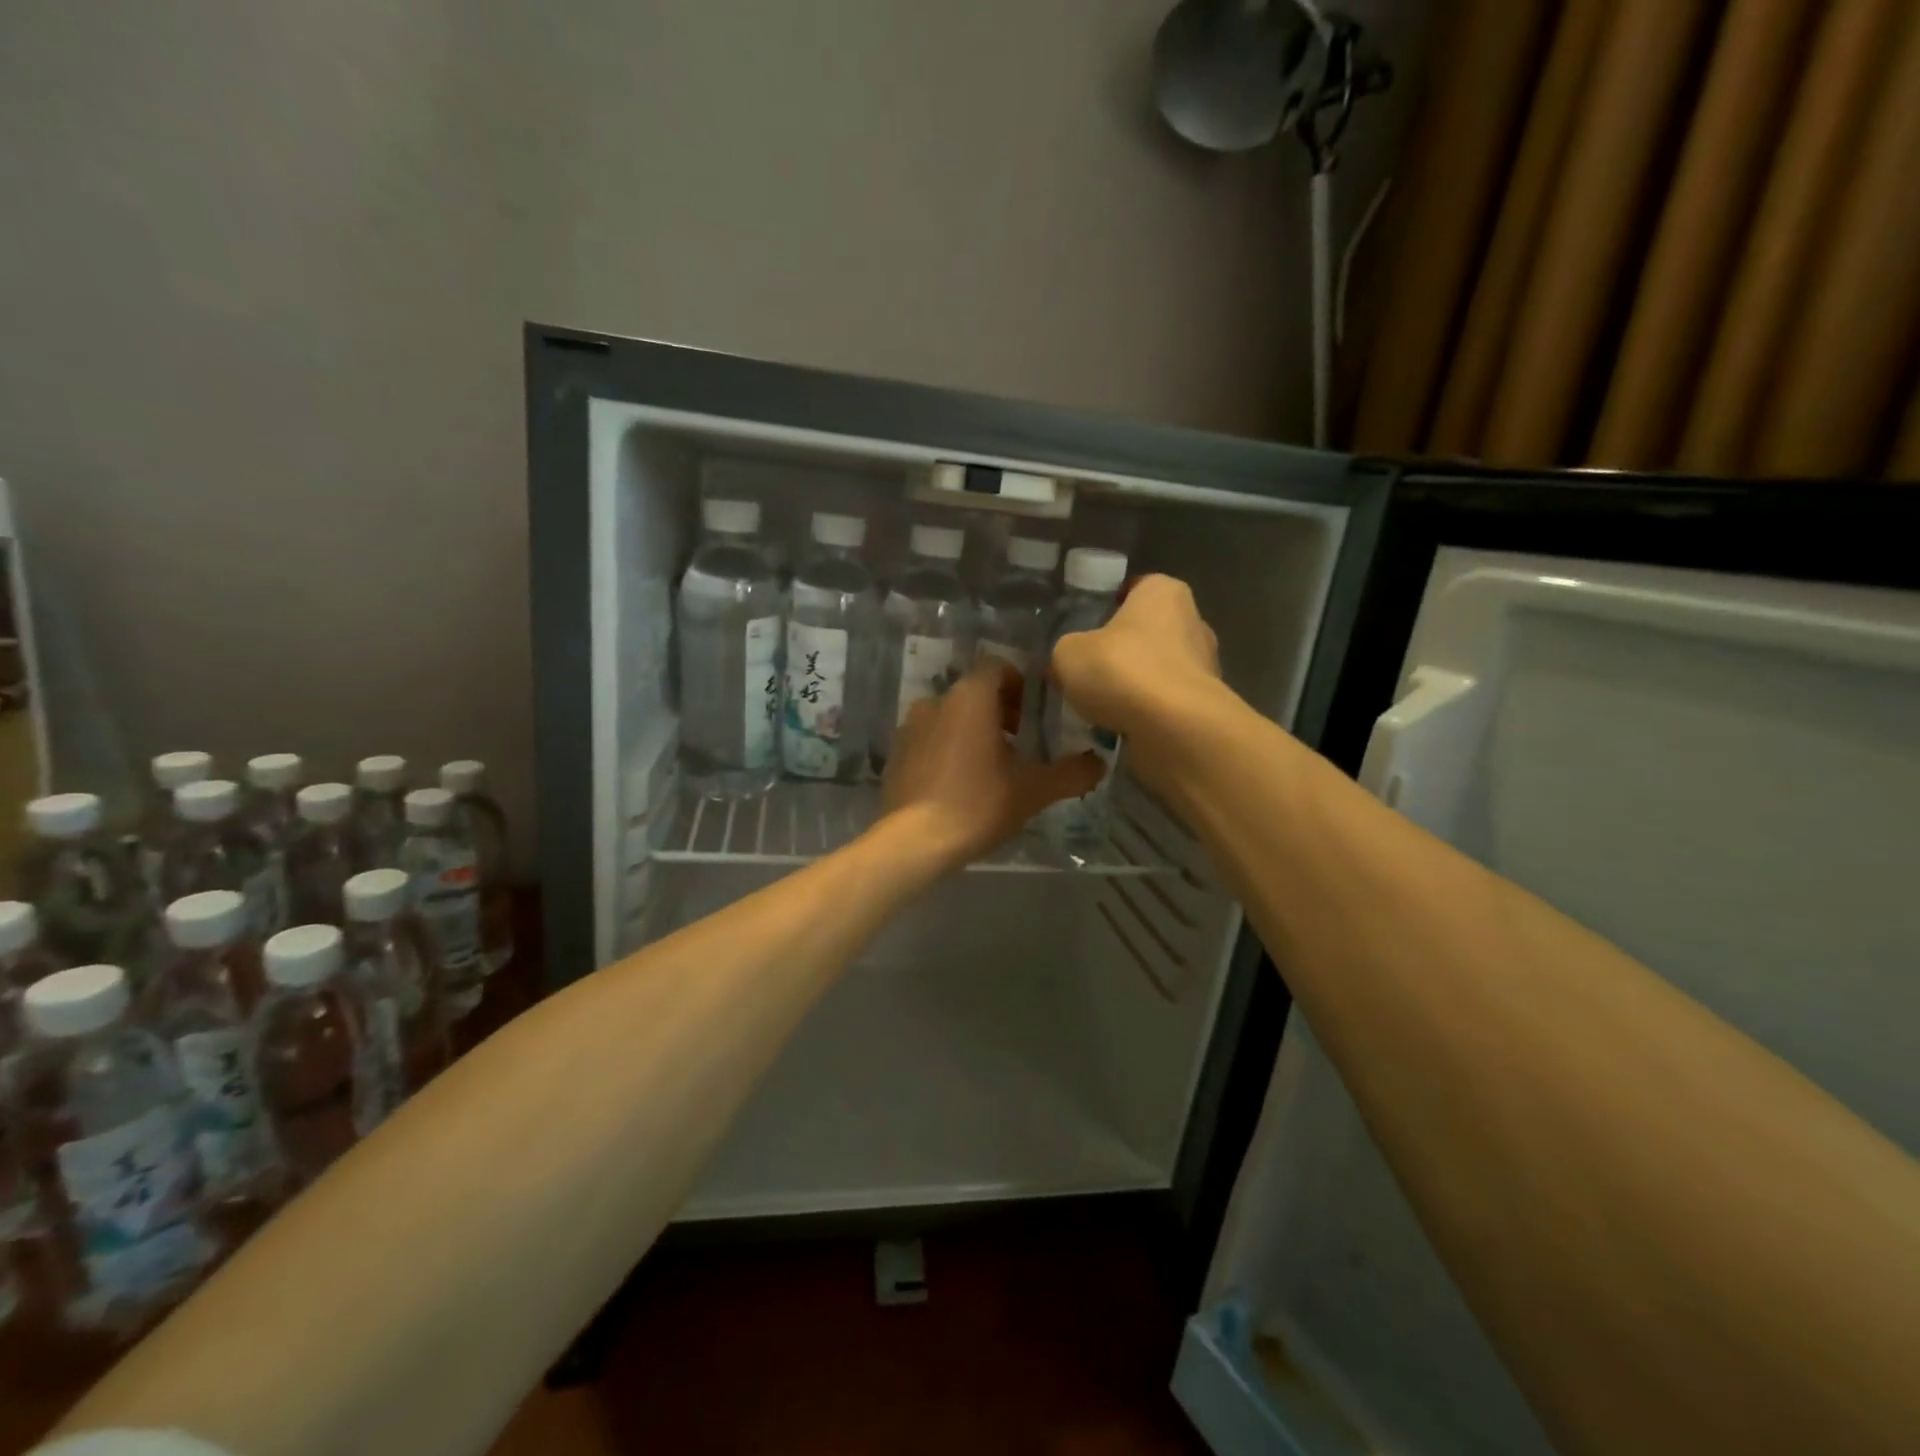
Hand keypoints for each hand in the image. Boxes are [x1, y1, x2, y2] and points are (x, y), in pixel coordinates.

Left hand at [880, 662, 1102, 871]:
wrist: (914, 842)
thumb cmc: (978, 804)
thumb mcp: (1034, 790)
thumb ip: (1072, 773)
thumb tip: (1098, 763)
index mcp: (970, 697)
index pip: (999, 668)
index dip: (1021, 686)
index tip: (1035, 716)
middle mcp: (935, 701)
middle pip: (974, 693)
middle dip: (999, 711)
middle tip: (1020, 744)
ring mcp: (910, 727)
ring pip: (950, 717)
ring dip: (972, 731)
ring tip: (991, 767)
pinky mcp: (896, 754)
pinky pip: (929, 740)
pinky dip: (947, 750)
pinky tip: (959, 784)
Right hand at [1049, 574, 1220, 738]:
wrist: (1174, 727)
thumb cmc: (1122, 670)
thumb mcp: (1069, 653)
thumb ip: (1067, 650)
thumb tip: (1067, 664)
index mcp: (1162, 591)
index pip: (1133, 589)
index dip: (1107, 607)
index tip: (1085, 630)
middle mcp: (1192, 620)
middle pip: (1146, 631)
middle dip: (1121, 651)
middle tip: (1088, 671)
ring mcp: (1205, 664)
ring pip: (1157, 669)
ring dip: (1133, 685)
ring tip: (1100, 706)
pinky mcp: (1205, 703)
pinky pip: (1166, 702)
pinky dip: (1146, 712)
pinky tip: (1121, 726)